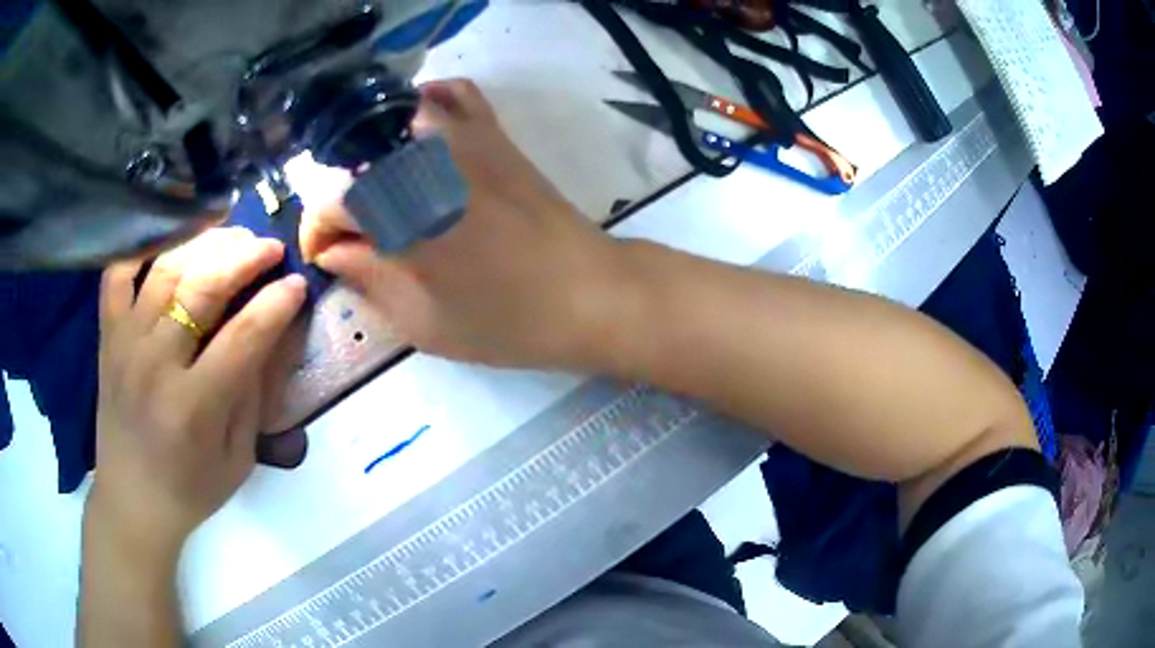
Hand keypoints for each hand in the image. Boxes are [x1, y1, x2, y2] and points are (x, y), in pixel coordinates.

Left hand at [90, 227, 305, 554]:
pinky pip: (118, 273)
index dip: (276, 304)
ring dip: (205, 244)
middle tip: (270, 247)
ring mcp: (125, 344)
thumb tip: (278, 332)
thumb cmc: (191, 489)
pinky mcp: (107, 336)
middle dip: (245, 258)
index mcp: (194, 407)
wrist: (132, 501)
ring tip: (232, 237)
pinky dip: (143, 248)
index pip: (243, 337)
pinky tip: (171, 241)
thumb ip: (256, 393)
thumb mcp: (239, 458)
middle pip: (203, 288)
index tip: (298, 283)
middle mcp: (155, 365)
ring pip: (166, 269)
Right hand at [300, 79, 629, 369]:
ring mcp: (462, 139)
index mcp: (401, 216)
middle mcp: (423, 163)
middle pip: (352, 161)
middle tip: (355, 236)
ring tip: (380, 191)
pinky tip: (420, 134)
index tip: (326, 257)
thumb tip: (333, 251)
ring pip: (394, 119)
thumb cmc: (507, 322)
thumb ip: (369, 279)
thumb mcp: (423, 322)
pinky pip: (454, 95)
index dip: (317, 232)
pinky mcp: (494, 134)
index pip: (329, 204)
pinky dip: (428, 104)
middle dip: (341, 201)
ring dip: (373, 153)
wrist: (589, 293)